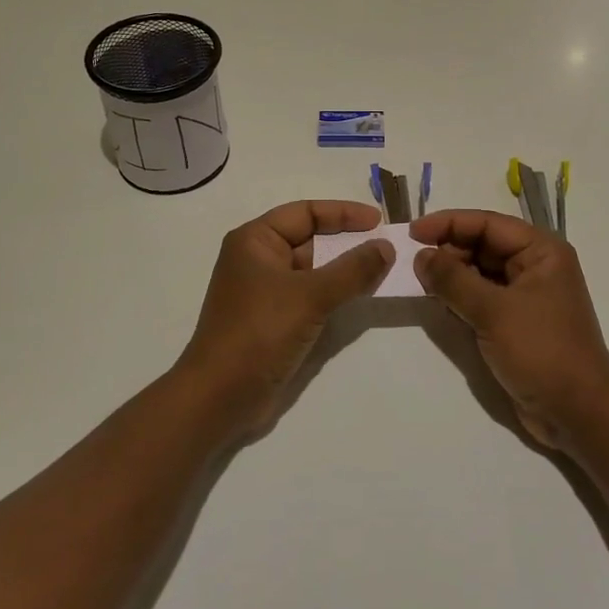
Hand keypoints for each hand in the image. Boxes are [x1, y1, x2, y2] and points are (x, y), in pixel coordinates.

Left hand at [179, 201, 394, 438]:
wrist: (221, 396)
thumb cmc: (260, 332)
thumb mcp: (311, 296)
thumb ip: (352, 269)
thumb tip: (386, 246)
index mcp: (255, 240)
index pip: (305, 212)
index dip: (344, 213)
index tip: (379, 222)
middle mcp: (258, 259)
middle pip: (310, 239)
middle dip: (348, 242)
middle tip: (388, 247)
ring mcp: (265, 292)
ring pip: (313, 270)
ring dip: (345, 270)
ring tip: (383, 270)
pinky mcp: (274, 320)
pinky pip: (311, 296)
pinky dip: (335, 293)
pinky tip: (361, 297)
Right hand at [411, 210, 608, 450]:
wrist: (577, 414)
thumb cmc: (541, 351)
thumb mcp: (493, 311)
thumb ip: (453, 279)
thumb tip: (420, 256)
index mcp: (541, 251)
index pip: (487, 223)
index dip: (447, 223)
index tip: (410, 233)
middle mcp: (536, 265)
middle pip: (482, 244)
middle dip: (447, 250)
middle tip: (411, 263)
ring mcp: (526, 294)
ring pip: (479, 271)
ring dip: (451, 275)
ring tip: (420, 282)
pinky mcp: (516, 321)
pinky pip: (482, 297)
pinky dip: (460, 297)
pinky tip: (439, 303)